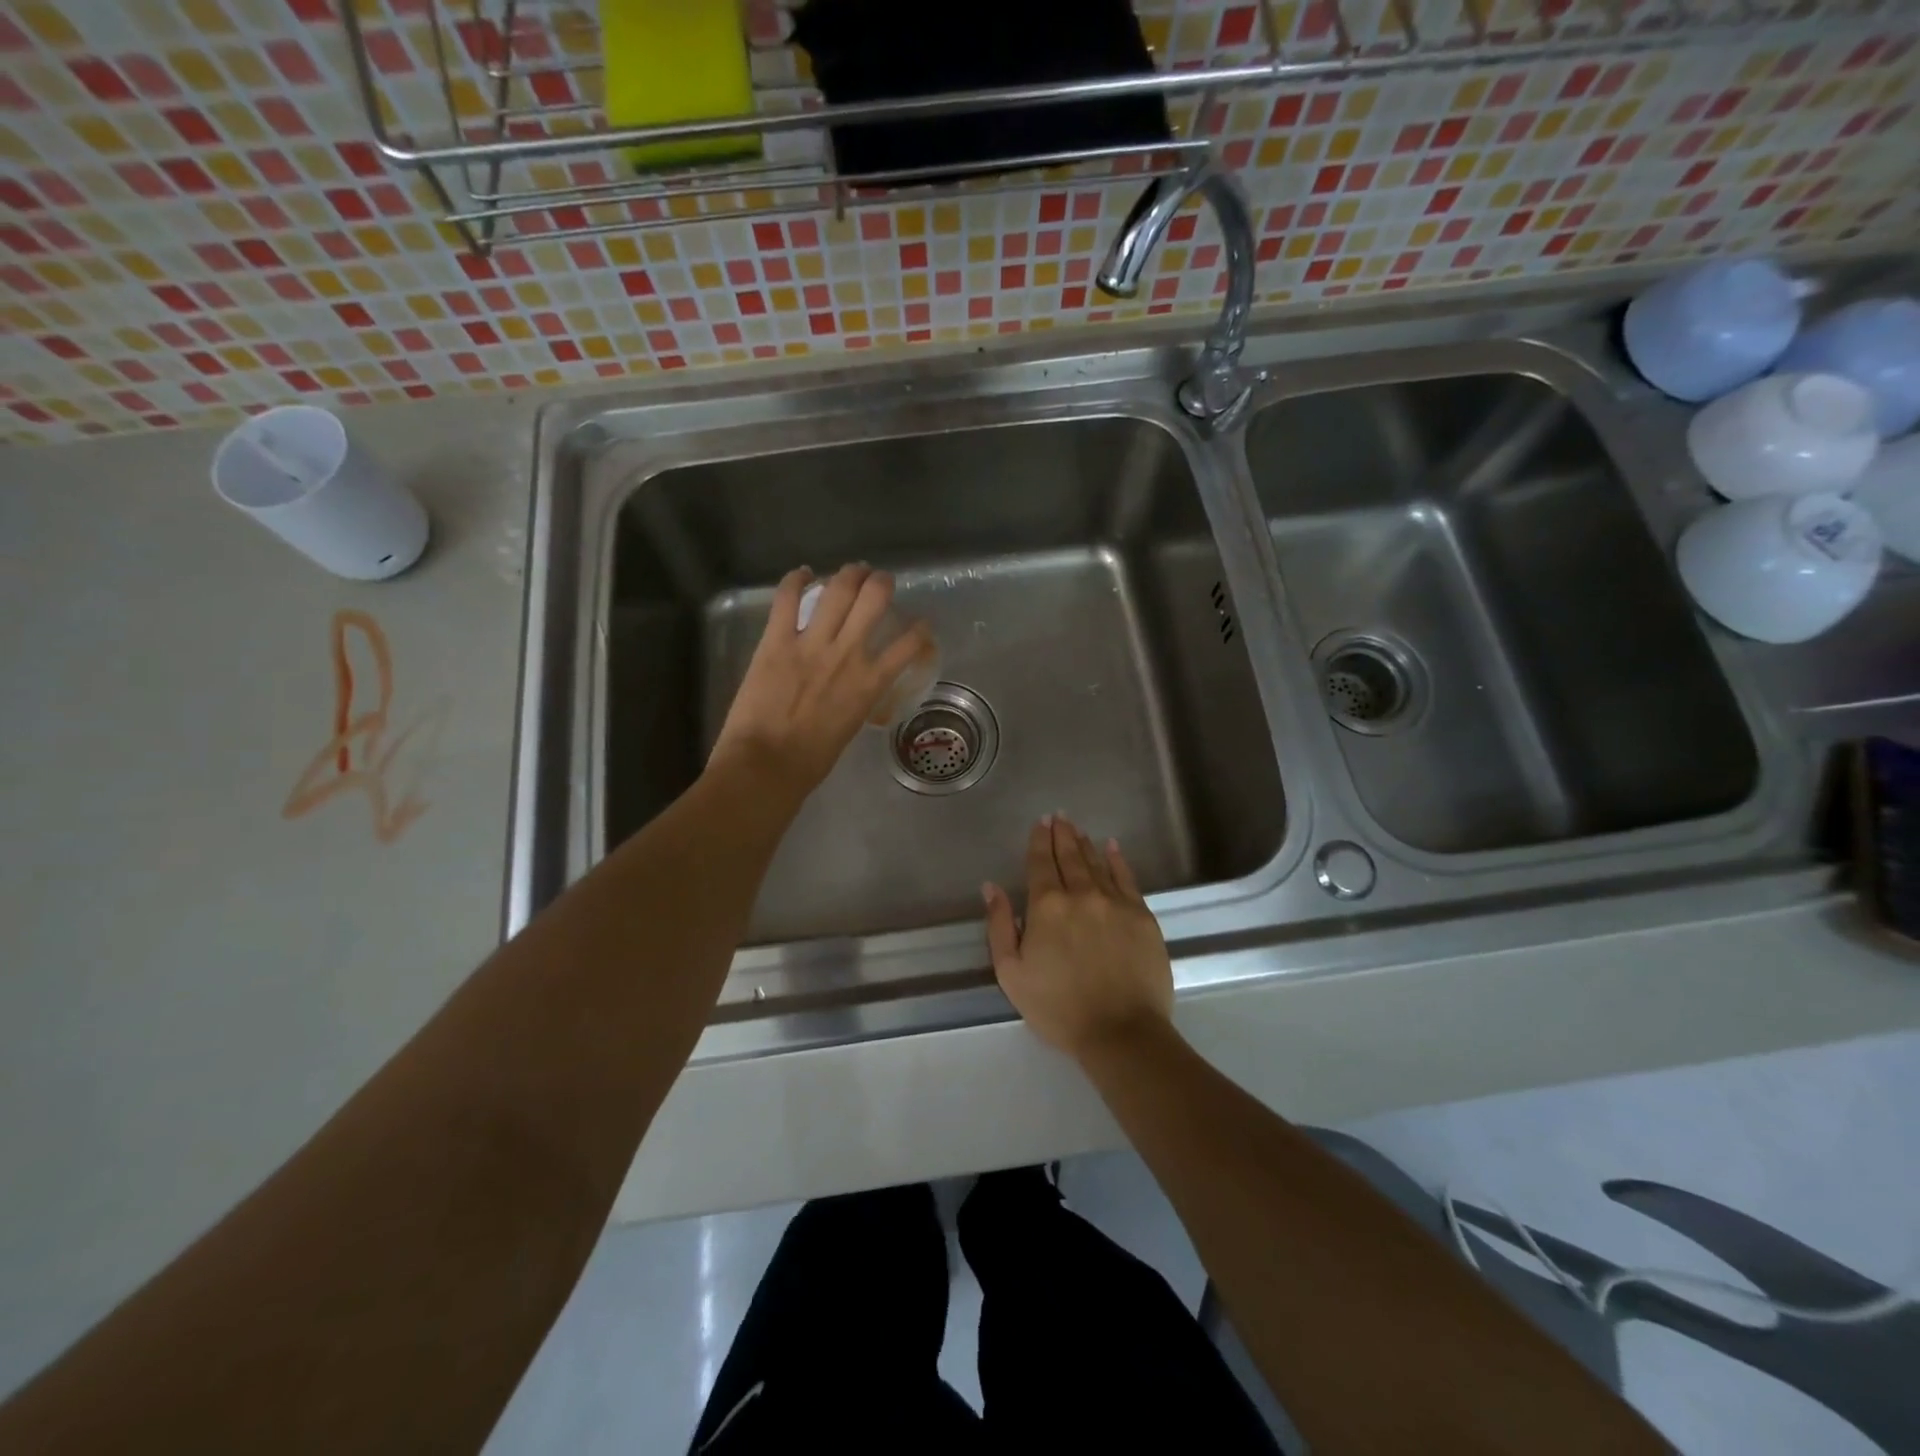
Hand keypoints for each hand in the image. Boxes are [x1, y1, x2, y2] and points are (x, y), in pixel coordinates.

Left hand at [709, 564, 932, 799]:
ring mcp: (812, 643)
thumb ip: (858, 698)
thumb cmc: (811, 760)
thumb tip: (853, 686)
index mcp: (871, 683)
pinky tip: (802, 573)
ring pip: (838, 589)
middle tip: (880, 582)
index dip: (921, 630)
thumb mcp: (850, 726)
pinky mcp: (777, 640)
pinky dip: (796, 580)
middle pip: (874, 599)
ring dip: (850, 574)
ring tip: (853, 571)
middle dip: (881, 583)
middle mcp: (848, 654)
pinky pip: (787, 598)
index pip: (910, 645)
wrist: (768, 764)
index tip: (921, 624)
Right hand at [983, 814, 1173, 1063]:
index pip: (1040, 863)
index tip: (1040, 823)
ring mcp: (1115, 902)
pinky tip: (1112, 847)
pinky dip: (1117, 860)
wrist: (1121, 1031)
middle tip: (1059, 817)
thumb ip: (999, 926)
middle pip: (1069, 856)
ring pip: (1096, 863)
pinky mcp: (1142, 915)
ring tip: (1078, 829)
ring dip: (1085, 844)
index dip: (1039, 841)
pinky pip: (1127, 878)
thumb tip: (991, 887)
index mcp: (1046, 906)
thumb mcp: (1011, 973)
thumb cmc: (1058, 1007)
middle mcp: (1081, 894)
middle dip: (1062, 834)